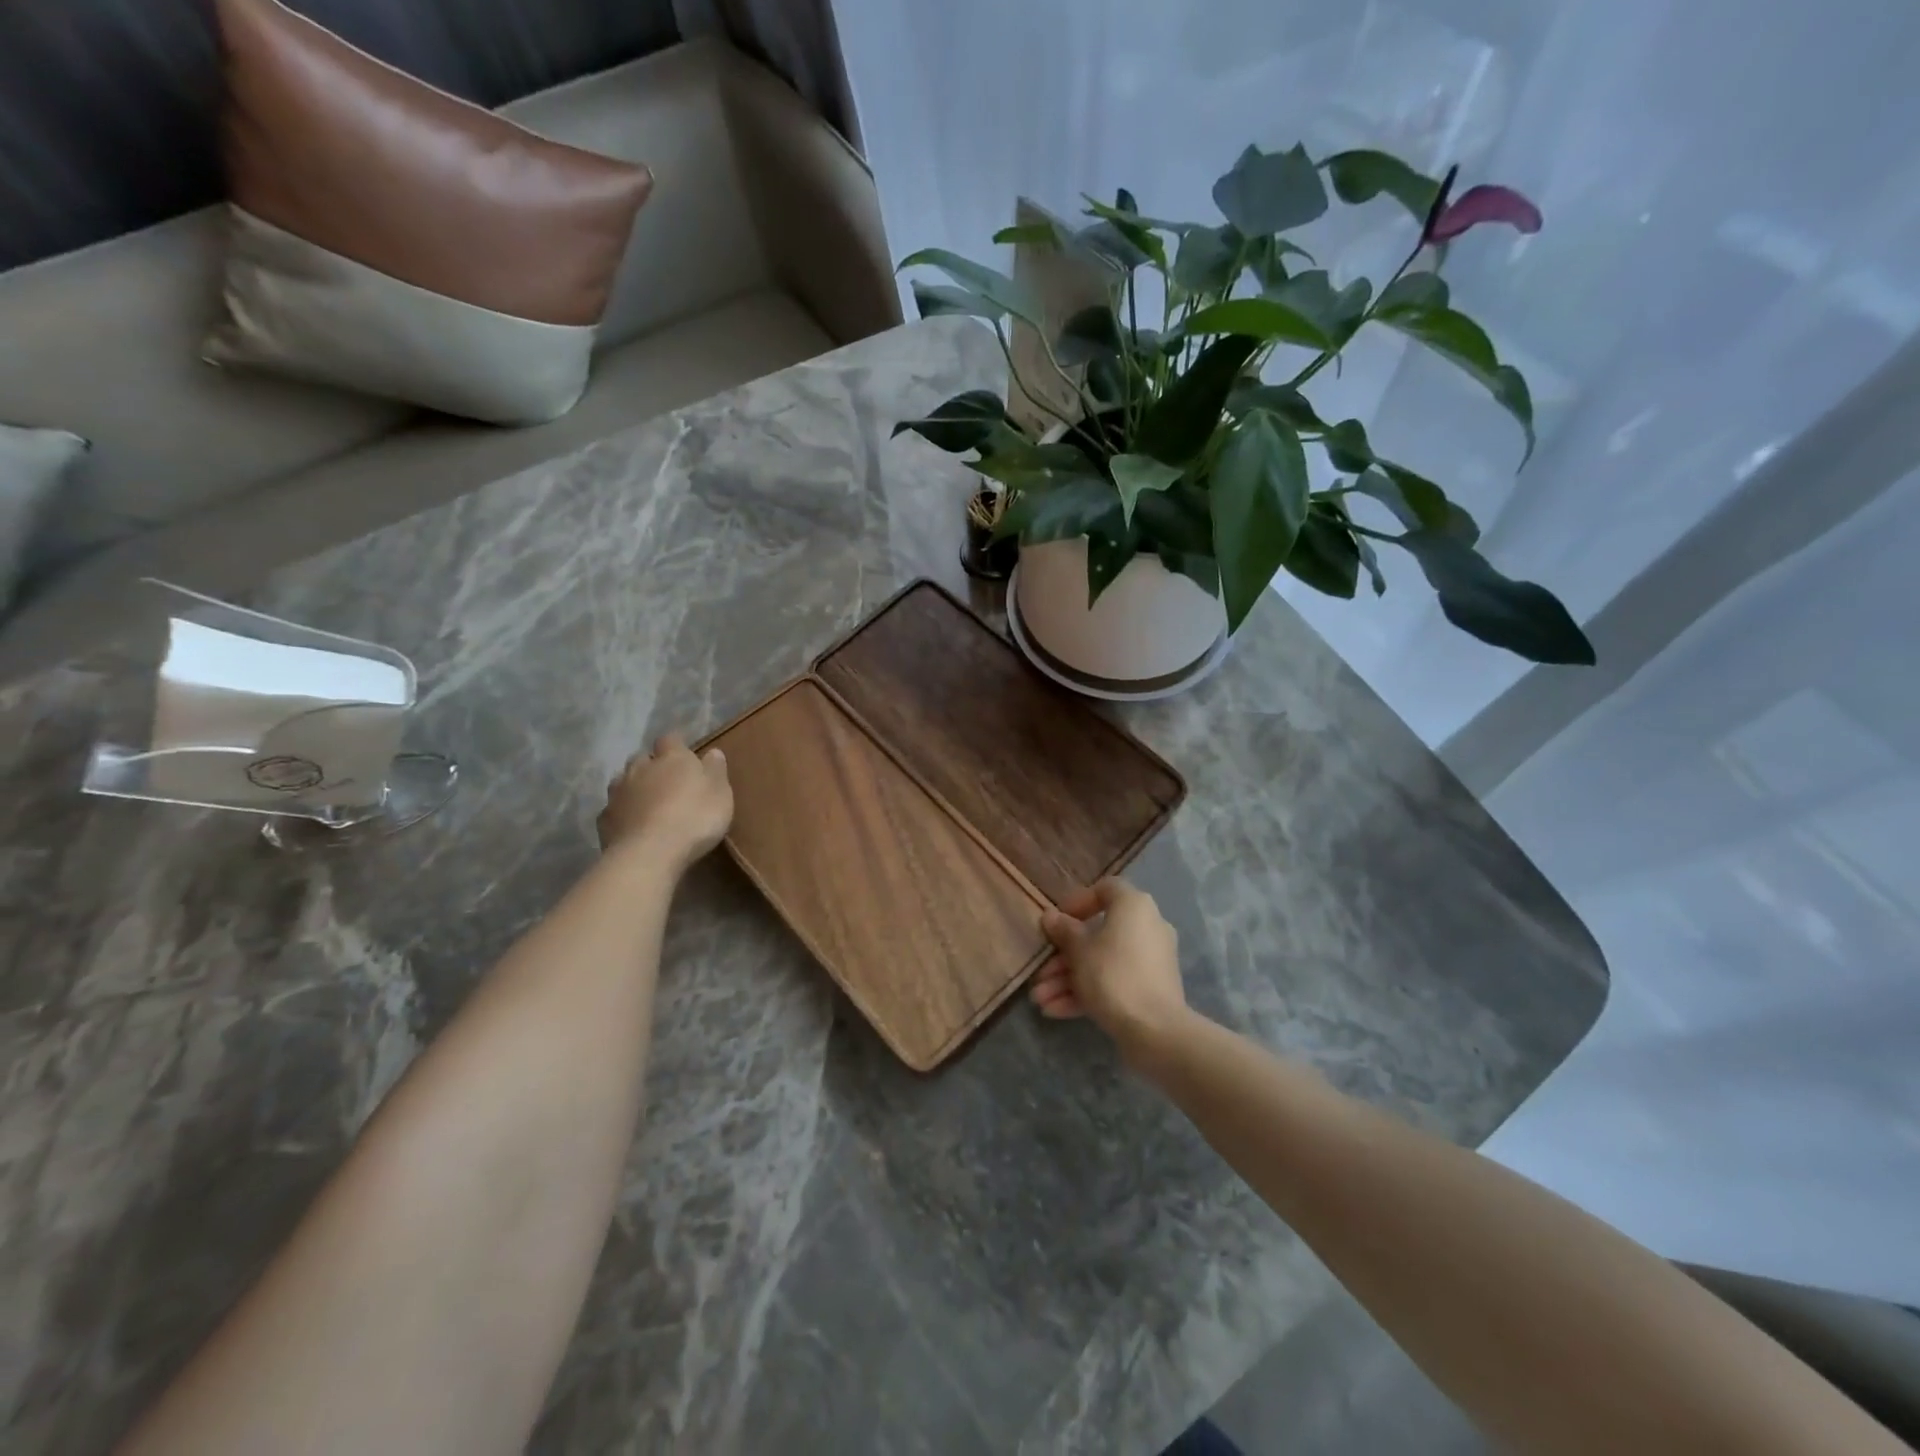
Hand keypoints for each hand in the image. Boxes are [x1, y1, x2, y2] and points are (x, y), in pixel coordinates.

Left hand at [597, 733, 732, 869]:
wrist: (650, 853)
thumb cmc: (694, 818)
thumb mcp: (720, 793)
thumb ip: (715, 770)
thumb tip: (713, 751)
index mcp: (672, 758)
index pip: (670, 740)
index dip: (676, 746)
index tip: (684, 754)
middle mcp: (640, 768)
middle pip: (641, 758)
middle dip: (651, 766)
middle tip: (665, 781)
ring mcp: (618, 793)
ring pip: (622, 781)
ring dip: (633, 787)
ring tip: (645, 802)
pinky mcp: (604, 819)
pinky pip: (612, 809)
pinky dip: (621, 813)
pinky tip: (630, 825)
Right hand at [1029, 878, 1188, 1057]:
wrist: (1155, 1030)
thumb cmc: (1112, 975)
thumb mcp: (1079, 950)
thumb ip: (1063, 931)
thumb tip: (1051, 916)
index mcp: (1134, 906)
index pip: (1105, 889)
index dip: (1078, 901)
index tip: (1057, 921)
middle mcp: (1147, 927)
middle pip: (1098, 933)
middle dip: (1064, 956)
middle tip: (1040, 972)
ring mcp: (1150, 960)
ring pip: (1103, 962)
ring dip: (1069, 979)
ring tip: (1040, 1000)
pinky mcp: (1151, 988)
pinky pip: (1115, 981)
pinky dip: (1088, 992)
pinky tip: (1055, 1011)